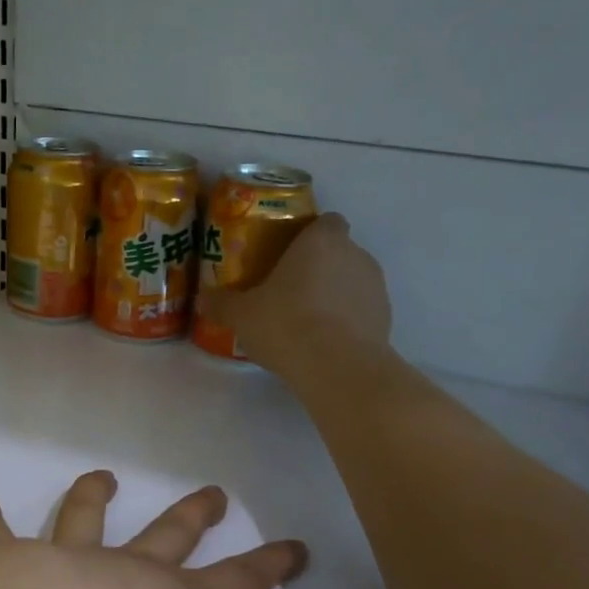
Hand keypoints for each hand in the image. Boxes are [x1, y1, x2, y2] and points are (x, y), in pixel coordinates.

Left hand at [0, 471, 404, 588]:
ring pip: (81, 520)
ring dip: (93, 498)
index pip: (236, 586)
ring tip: (102, 475)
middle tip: (213, 490)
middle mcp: (118, 573)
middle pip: (167, 537)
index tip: (295, 544)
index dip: (269, 568)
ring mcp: (55, 562)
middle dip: (193, 516)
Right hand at [198, 212, 393, 375]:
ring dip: (334, 294)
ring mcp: (376, 287)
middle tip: (288, 290)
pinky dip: (347, 320)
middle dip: (317, 267)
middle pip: (338, 251)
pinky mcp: (385, 319)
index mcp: (321, 241)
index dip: (309, 234)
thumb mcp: (241, 315)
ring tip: (306, 321)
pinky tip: (324, 342)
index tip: (288, 253)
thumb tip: (203, 299)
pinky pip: (361, 310)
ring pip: (351, 281)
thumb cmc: (287, 324)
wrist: (338, 368)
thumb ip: (222, 303)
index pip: (326, 221)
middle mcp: (355, 255)